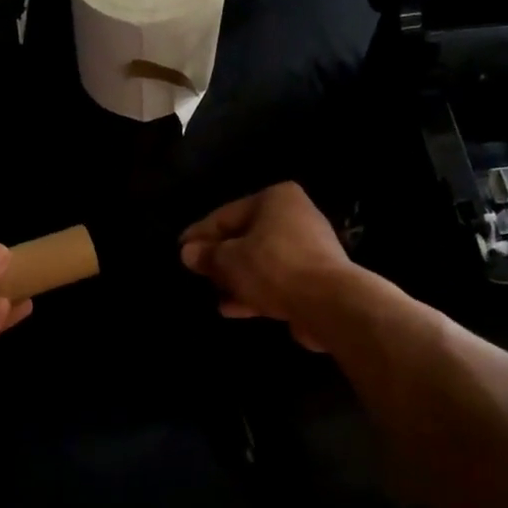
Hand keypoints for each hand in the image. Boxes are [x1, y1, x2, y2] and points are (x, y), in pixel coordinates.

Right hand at [178, 182, 353, 351]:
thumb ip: (206, 255)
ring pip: (260, 261)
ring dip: (236, 279)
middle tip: (196, 274)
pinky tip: (232, 308)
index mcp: (276, 199)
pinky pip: (275, 281)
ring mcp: (308, 248)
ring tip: (212, 294)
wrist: (328, 303)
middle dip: (220, 259)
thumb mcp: (228, 260)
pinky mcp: (314, 278)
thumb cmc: (272, 268)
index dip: (200, 234)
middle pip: (246, 237)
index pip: (227, 214)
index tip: (179, 250)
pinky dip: (255, 291)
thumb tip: (188, 253)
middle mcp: (295, 216)